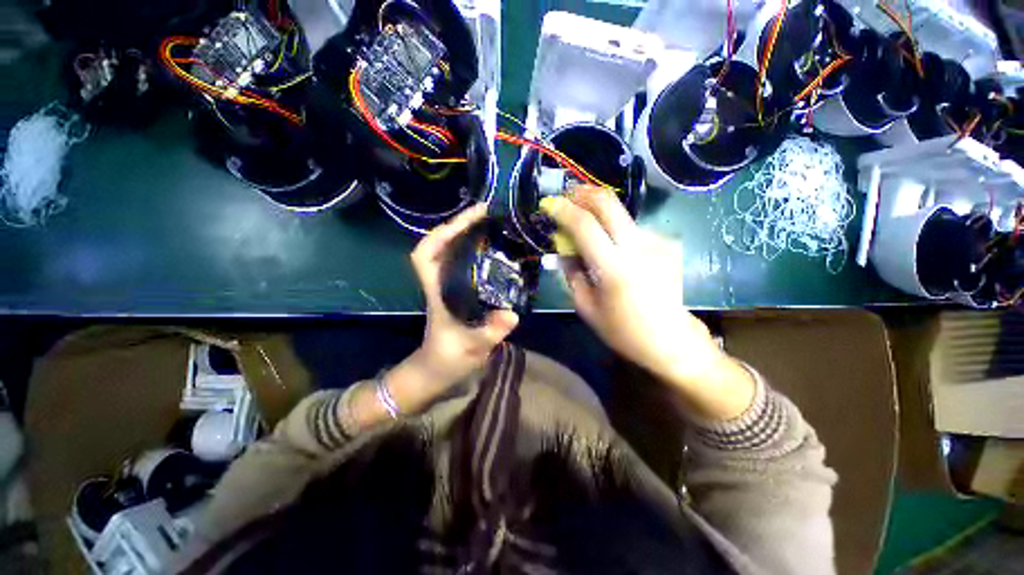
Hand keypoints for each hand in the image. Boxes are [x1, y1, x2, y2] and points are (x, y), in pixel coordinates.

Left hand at [409, 203, 518, 387]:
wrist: (436, 371)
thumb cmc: (446, 359)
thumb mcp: (470, 348)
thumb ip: (490, 333)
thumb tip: (512, 314)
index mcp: (437, 291)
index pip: (425, 255)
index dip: (442, 234)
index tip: (467, 221)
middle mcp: (441, 284)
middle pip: (440, 246)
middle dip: (460, 226)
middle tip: (487, 215)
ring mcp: (449, 287)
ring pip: (452, 253)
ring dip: (468, 236)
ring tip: (493, 226)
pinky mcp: (459, 293)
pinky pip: (465, 265)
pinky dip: (476, 253)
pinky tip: (495, 252)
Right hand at [541, 188, 754, 419]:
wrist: (670, 338)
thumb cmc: (623, 329)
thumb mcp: (586, 307)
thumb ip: (571, 273)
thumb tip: (563, 249)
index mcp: (613, 268)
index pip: (584, 225)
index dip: (563, 210)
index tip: (549, 204)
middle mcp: (637, 247)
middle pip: (608, 203)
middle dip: (583, 193)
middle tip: (568, 196)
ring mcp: (656, 241)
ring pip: (620, 214)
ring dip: (599, 214)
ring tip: (589, 228)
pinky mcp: (667, 243)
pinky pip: (633, 229)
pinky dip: (616, 231)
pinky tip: (615, 248)